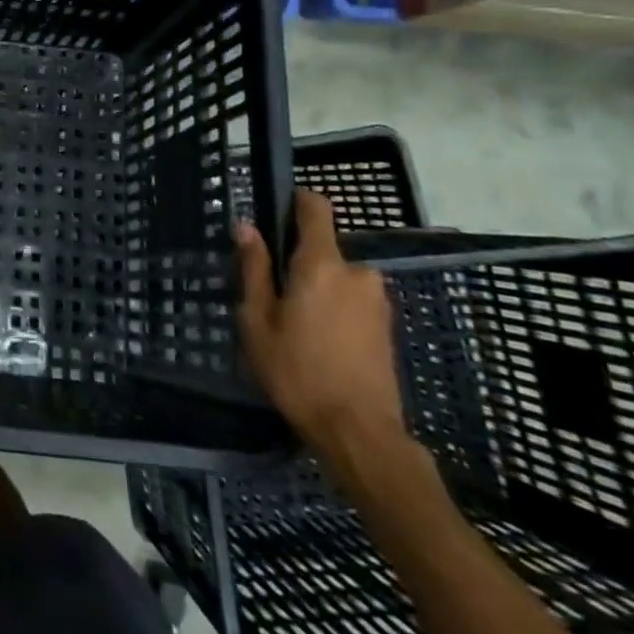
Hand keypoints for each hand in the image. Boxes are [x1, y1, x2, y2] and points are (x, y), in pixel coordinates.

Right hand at [238, 190, 407, 471]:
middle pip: (320, 248)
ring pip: (335, 277)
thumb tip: (247, 227)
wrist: (360, 432)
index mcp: (321, 264)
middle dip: (296, 263)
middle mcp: (356, 272)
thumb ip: (254, 269)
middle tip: (269, 295)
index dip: (295, 201)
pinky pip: (351, 299)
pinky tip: (316, 341)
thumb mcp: (258, 320)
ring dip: (314, 288)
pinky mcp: (386, 324)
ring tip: (291, 325)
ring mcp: (376, 299)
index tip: (273, 212)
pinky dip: (332, 307)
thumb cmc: (297, 371)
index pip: (316, 208)